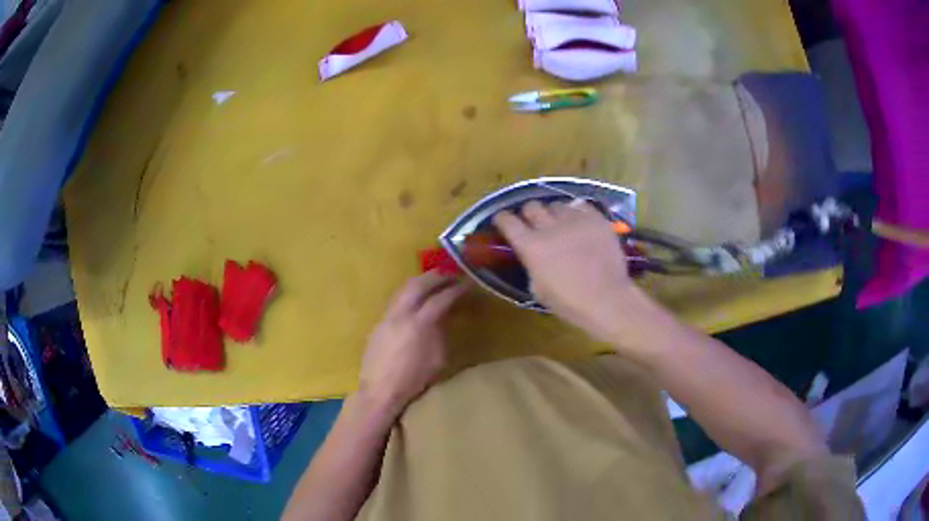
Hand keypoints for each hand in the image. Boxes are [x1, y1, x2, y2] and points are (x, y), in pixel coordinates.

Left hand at [359, 272, 466, 418]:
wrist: (381, 390)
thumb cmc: (414, 380)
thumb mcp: (439, 359)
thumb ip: (442, 333)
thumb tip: (444, 318)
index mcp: (420, 323)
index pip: (441, 298)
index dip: (457, 289)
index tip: (468, 284)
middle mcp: (402, 313)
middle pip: (420, 284)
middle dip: (437, 277)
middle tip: (451, 276)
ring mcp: (388, 315)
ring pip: (404, 288)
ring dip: (421, 281)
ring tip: (434, 281)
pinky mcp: (379, 322)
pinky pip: (396, 299)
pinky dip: (409, 292)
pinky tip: (416, 298)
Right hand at [493, 200, 638, 341]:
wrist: (606, 299)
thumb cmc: (569, 302)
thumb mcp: (538, 289)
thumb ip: (531, 266)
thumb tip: (533, 256)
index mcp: (530, 246)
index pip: (507, 221)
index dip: (503, 219)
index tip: (503, 221)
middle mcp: (549, 227)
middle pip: (531, 206)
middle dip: (529, 214)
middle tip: (534, 224)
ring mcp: (574, 220)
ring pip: (557, 204)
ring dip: (554, 214)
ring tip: (561, 224)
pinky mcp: (596, 219)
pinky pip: (581, 206)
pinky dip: (577, 212)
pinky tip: (579, 222)